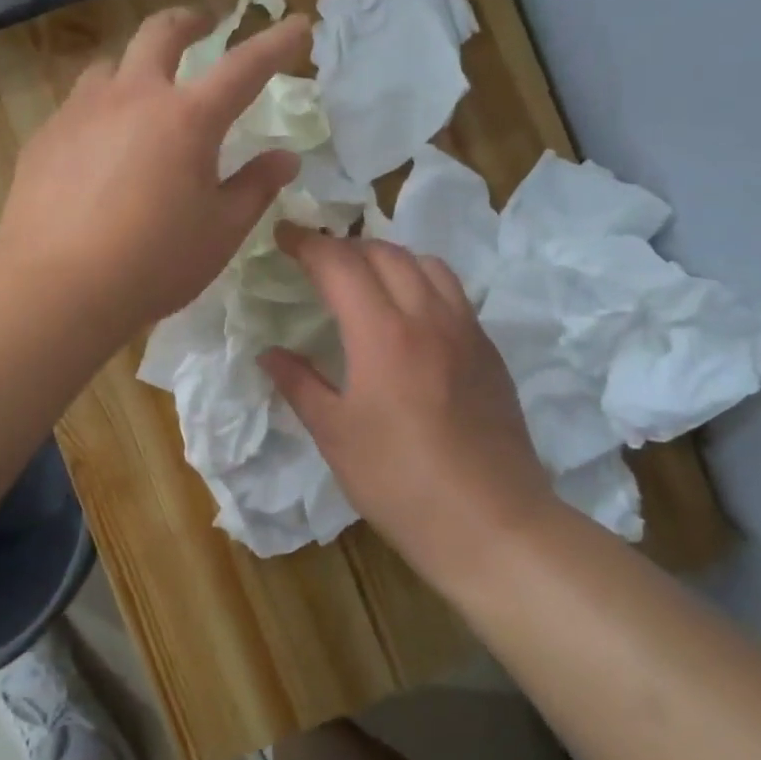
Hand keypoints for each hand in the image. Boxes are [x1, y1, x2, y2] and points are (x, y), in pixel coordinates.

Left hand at [0, 6, 307, 330]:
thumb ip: (255, 188)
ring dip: (134, 68)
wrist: (56, 288)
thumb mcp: (220, 232)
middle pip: (161, 33)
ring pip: (111, 66)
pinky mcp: (44, 138)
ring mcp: (81, 113)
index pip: (244, 67)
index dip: (276, 43)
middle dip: (188, 22)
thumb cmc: (153, 263)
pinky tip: (96, 150)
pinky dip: (98, 113)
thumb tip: (285, 158)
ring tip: (141, 93)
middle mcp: (132, 98)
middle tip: (201, 26)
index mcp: (187, 118)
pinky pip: (77, 108)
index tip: (297, 25)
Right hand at [259, 227, 557, 579]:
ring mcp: (467, 331)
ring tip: (365, 278)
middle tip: (317, 261)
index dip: (308, 243)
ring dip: (389, 257)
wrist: (491, 523)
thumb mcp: (335, 435)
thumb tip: (270, 353)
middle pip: (386, 252)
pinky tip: (409, 315)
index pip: (340, 264)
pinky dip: (422, 281)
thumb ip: (299, 384)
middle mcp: (429, 317)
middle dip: (345, 246)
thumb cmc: (399, 482)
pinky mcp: (490, 352)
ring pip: (428, 264)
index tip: (284, 236)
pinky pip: (453, 293)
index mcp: (383, 334)